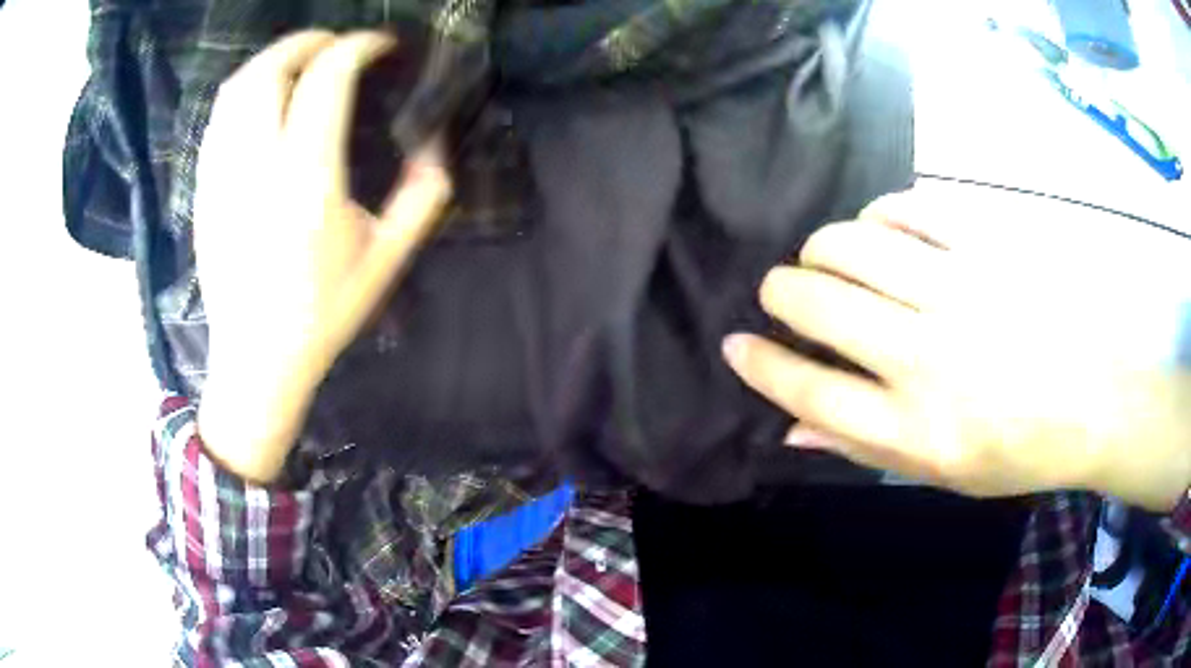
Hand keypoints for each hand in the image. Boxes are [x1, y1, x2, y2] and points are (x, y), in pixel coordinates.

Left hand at [194, 31, 451, 483]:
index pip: (327, 78)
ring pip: (237, 88)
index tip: (380, 45)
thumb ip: (422, 197)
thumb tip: (436, 143)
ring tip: (300, 62)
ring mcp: (223, 176)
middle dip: (310, 41)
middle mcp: (258, 166)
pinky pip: (218, 119)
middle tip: (337, 45)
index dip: (358, 47)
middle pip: (273, 69)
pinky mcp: (204, 189)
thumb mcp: (387, 260)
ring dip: (273, 59)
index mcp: (309, 181)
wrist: (257, 359)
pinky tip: (263, 99)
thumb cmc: (323, 313)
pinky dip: (244, 91)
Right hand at [724, 183, 1190, 509]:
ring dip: (821, 248)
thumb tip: (790, 425)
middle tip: (781, 291)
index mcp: (916, 429)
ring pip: (855, 246)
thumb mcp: (942, 475)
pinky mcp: (989, 248)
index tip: (736, 342)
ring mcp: (962, 293)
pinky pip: (911, 211)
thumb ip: (863, 448)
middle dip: (780, 293)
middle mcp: (930, 359)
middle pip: (820, 306)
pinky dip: (881, 215)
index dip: (762, 363)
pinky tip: (880, 229)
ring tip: (825, 257)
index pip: (810, 391)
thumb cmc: (1020, 451)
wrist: (1096, 403)